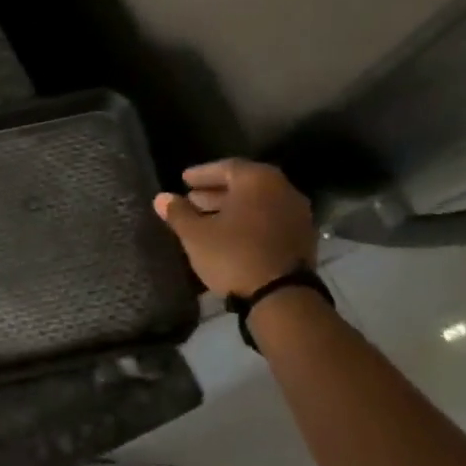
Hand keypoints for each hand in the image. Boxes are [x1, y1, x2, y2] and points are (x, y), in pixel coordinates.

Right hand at [154, 159, 315, 298]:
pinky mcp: (303, 238)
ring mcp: (297, 214)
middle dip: (216, 192)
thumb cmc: (233, 256)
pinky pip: (270, 220)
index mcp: (258, 180)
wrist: (282, 297)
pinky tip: (230, 236)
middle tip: (192, 200)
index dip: (201, 174)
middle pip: (244, 184)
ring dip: (232, 208)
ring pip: (258, 203)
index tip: (184, 180)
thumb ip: (178, 213)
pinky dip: (249, 222)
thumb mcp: (196, 235)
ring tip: (207, 219)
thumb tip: (161, 197)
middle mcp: (283, 190)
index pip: (225, 167)